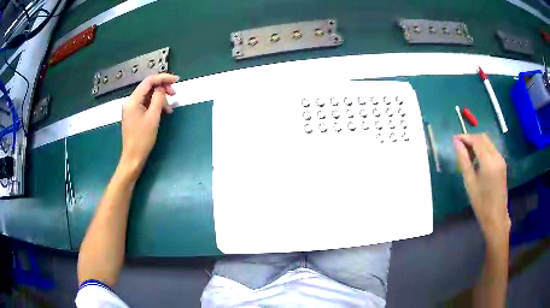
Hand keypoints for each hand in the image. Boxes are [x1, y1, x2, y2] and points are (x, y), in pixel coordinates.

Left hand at [120, 73, 178, 176]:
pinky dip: (155, 105)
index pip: (148, 81)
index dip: (163, 78)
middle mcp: (130, 102)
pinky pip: (146, 104)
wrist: (133, 158)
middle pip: (148, 87)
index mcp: (133, 100)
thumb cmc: (142, 139)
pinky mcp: (134, 115)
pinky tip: (163, 112)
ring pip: (148, 96)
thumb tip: (162, 88)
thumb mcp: (153, 117)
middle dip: (162, 88)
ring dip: (160, 98)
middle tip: (174, 94)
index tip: (176, 80)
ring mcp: (131, 109)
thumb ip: (158, 99)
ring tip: (170, 108)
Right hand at [454, 134, 510, 242]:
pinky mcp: (502, 163)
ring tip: (467, 153)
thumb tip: (456, 143)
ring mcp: (501, 159)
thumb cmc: (481, 203)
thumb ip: (464, 160)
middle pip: (483, 138)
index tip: (454, 139)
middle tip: (459, 146)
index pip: (476, 140)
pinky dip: (483, 149)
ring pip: (488, 142)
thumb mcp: (470, 182)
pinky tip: (476, 159)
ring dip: (477, 143)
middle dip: (471, 138)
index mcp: (489, 162)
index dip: (465, 137)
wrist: (496, 217)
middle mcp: (496, 156)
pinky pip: (491, 149)